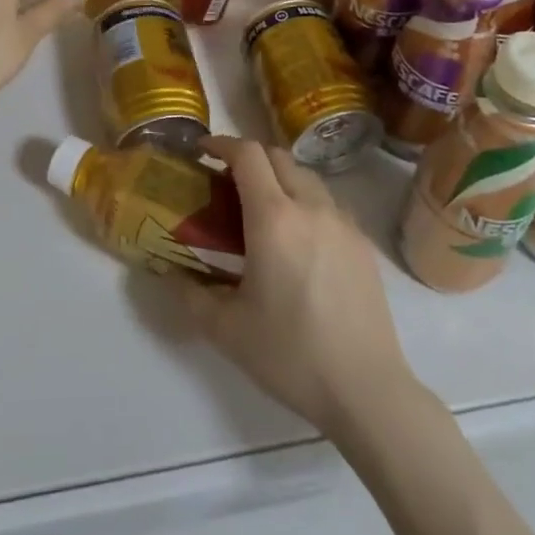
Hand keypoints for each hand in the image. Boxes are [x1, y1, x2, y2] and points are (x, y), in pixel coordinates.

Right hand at [181, 136, 413, 436]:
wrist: (367, 390)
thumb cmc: (291, 354)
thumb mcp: (227, 330)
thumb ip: (190, 296)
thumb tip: (167, 274)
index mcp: (273, 217)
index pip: (247, 154)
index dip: (221, 144)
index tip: (202, 151)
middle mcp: (310, 207)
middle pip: (277, 156)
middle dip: (249, 158)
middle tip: (227, 182)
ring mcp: (342, 222)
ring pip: (306, 176)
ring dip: (279, 177)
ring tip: (263, 209)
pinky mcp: (363, 243)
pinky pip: (328, 203)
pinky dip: (306, 201)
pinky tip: (299, 239)